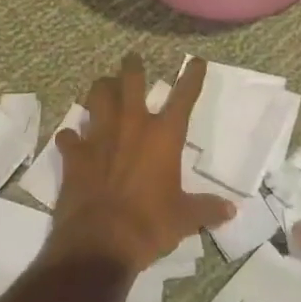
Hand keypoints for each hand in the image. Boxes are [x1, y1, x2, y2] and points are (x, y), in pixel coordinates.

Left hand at [48, 54, 236, 274]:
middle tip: (131, 59)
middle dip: (132, 67)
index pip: (183, 97)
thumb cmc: (150, 225)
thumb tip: (230, 210)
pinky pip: (70, 136)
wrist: (100, 242)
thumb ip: (206, 209)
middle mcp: (132, 125)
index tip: (196, 61)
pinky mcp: (75, 153)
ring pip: (98, 97)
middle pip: (131, 82)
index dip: (192, 76)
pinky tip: (71, 138)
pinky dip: (72, 136)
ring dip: (100, 89)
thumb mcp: (184, 219)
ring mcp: (100, 136)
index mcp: (164, 136)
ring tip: (103, 87)